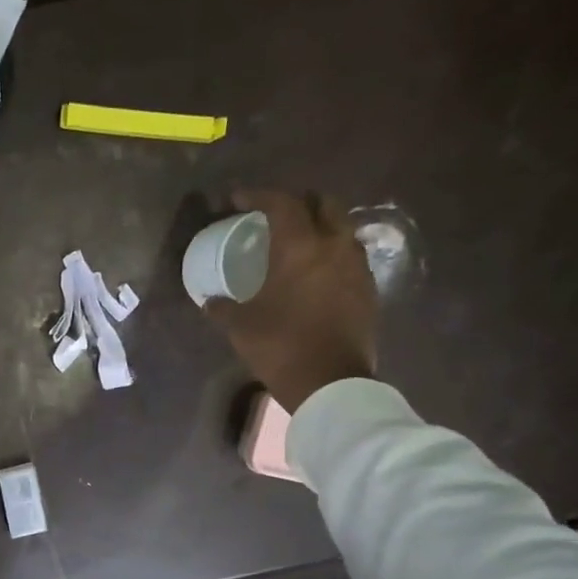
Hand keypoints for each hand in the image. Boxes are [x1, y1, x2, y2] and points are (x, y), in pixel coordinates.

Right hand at [203, 188, 376, 412]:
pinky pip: (349, 256)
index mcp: (299, 248)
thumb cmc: (281, 346)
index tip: (237, 199)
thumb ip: (222, 307)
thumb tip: (210, 301)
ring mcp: (356, 267)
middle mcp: (334, 246)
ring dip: (319, 227)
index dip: (258, 196)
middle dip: (298, 202)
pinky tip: (315, 272)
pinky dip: (331, 253)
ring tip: (298, 242)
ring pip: (341, 228)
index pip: (281, 204)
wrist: (331, 382)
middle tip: (276, 215)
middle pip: (323, 204)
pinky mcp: (367, 289)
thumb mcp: (240, 327)